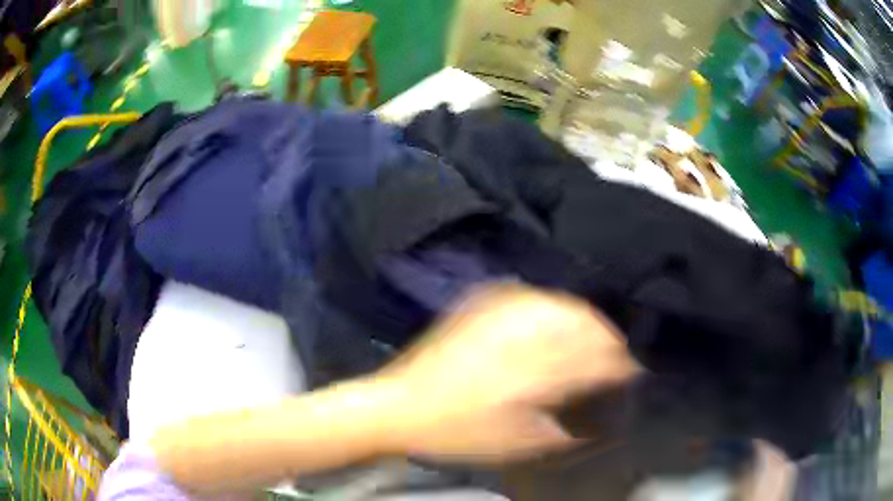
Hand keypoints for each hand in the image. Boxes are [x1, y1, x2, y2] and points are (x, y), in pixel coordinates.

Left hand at [375, 284, 639, 462]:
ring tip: (593, 332)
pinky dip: (551, 304)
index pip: (591, 358)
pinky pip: (526, 295)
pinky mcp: (476, 307)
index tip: (632, 368)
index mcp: (530, 374)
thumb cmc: (456, 434)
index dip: (618, 362)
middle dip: (606, 336)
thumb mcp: (515, 443)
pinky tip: (556, 314)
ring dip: (583, 317)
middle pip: (581, 322)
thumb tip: (593, 418)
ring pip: (558, 303)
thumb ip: (562, 428)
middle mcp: (517, 336)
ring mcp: (494, 314)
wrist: (399, 408)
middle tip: (616, 352)